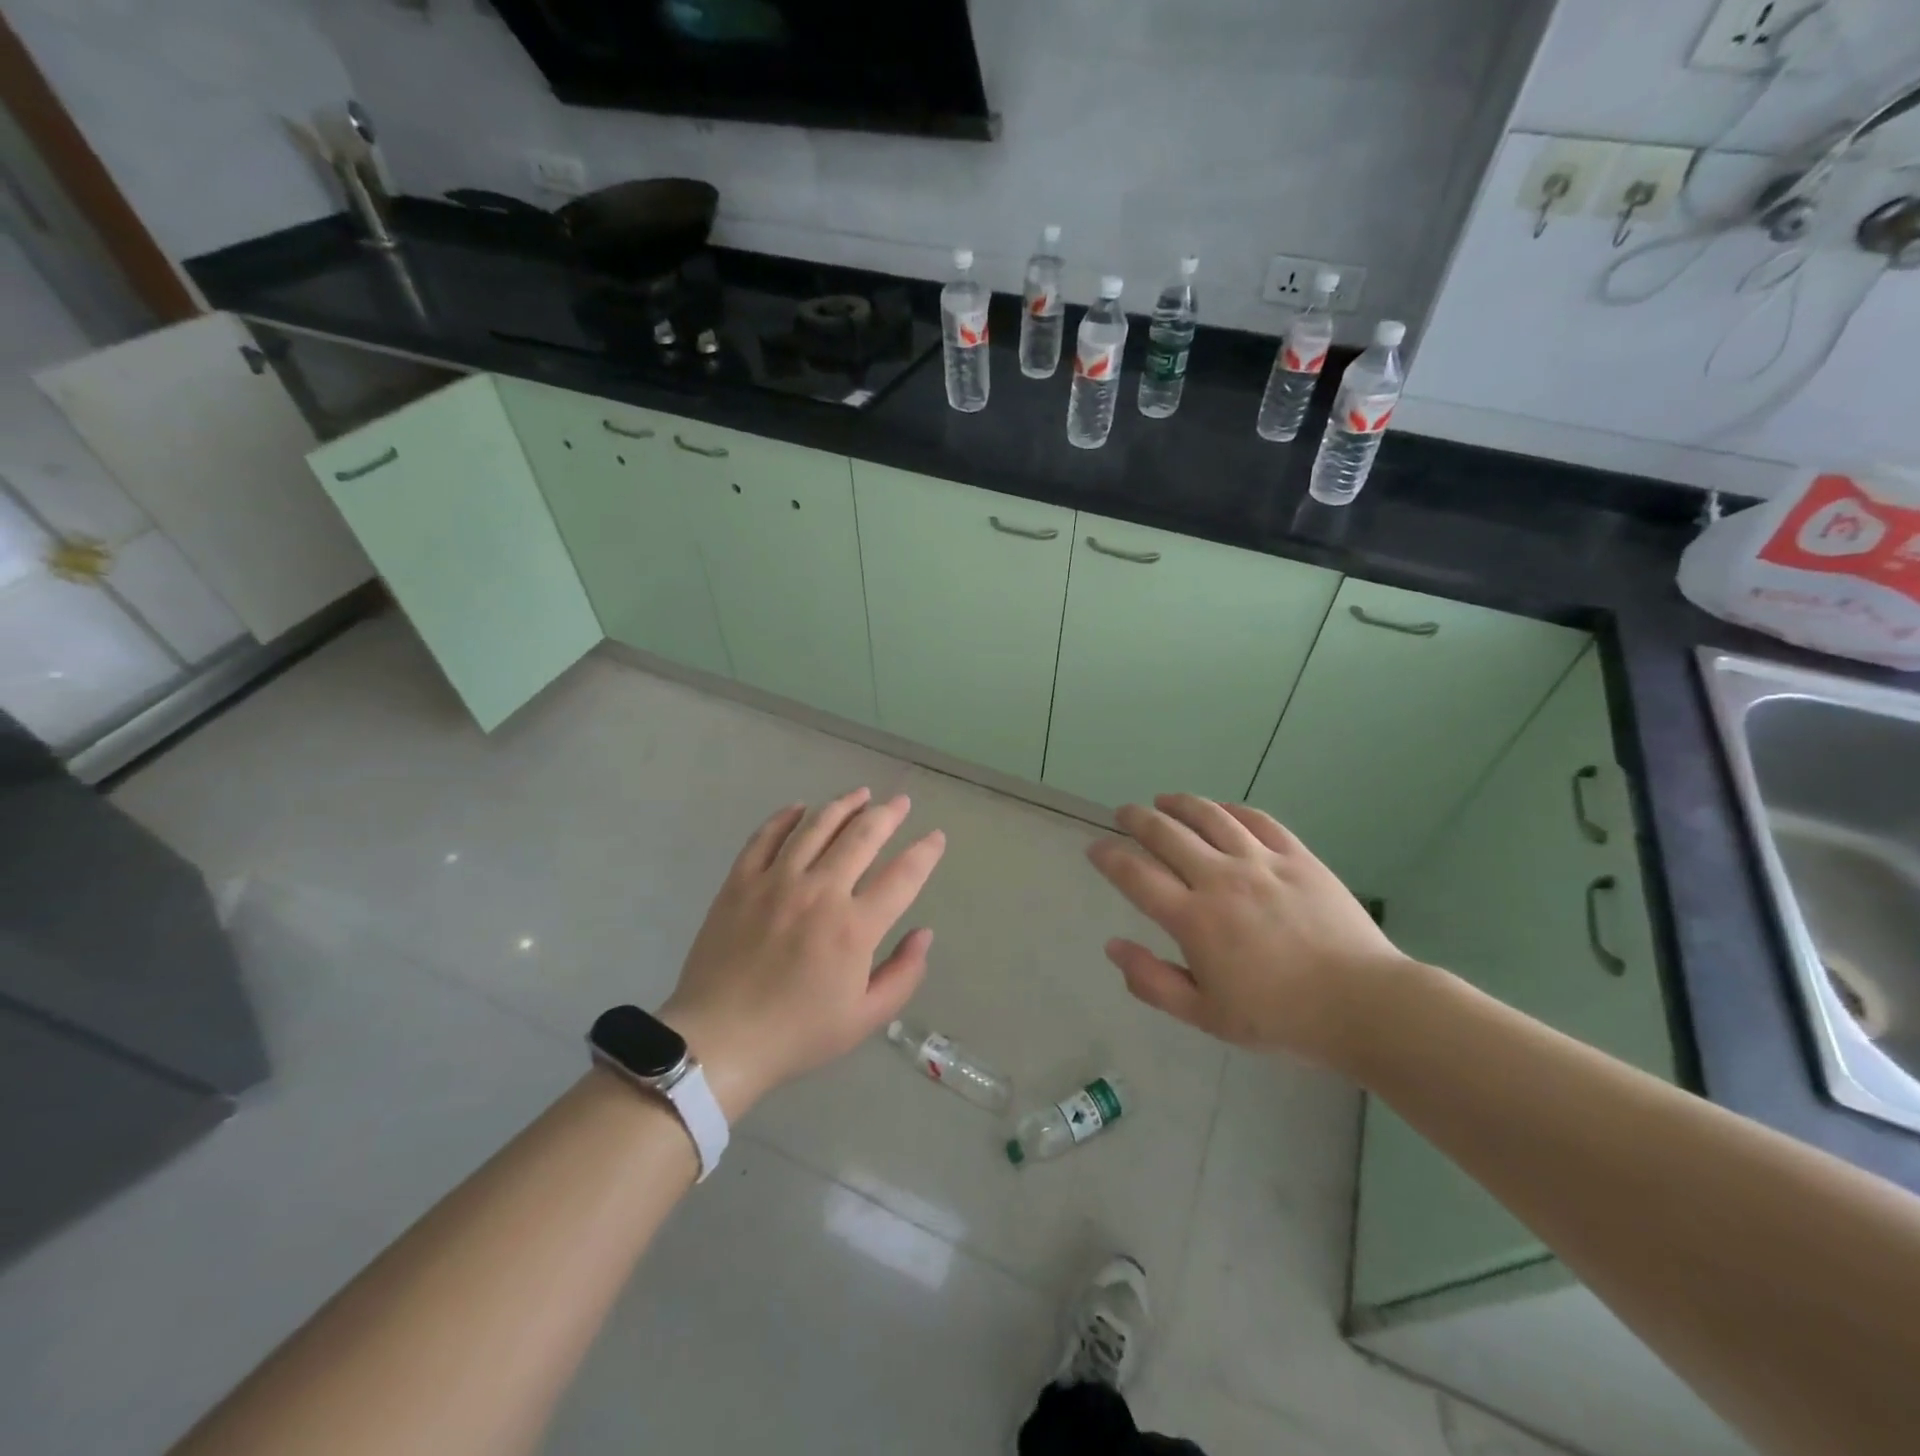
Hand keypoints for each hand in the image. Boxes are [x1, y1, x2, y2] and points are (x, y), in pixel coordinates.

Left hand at [661, 789, 945, 1119]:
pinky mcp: (741, 882)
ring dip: (844, 805)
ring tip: (860, 794)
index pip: (902, 876)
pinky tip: (800, 808)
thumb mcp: (864, 1019)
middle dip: (888, 814)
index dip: (925, 852)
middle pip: (862, 837)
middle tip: (901, 802)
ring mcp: (776, 881)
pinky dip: (785, 817)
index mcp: (854, 927)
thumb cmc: (796, 1033)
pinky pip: (766, 837)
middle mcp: (820, 892)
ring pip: (817, 826)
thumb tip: (923, 934)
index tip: (936, 837)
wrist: (719, 1040)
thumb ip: (903, 974)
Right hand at [1085, 794, 1416, 1066]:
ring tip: (1164, 800)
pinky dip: (1230, 809)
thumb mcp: (1205, 1015)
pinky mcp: (1297, 856)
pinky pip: (1256, 819)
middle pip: (1167, 834)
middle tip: (1123, 813)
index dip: (1109, 857)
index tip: (1096, 848)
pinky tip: (1220, 809)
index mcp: (1194, 919)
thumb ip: (1152, 981)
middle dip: (1137, 819)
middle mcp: (1220, 879)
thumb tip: (1113, 947)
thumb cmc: (1279, 1017)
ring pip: (1209, 816)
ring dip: (1179, 804)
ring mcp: (1261, 862)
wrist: (1362, 1004)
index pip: (1136, 876)